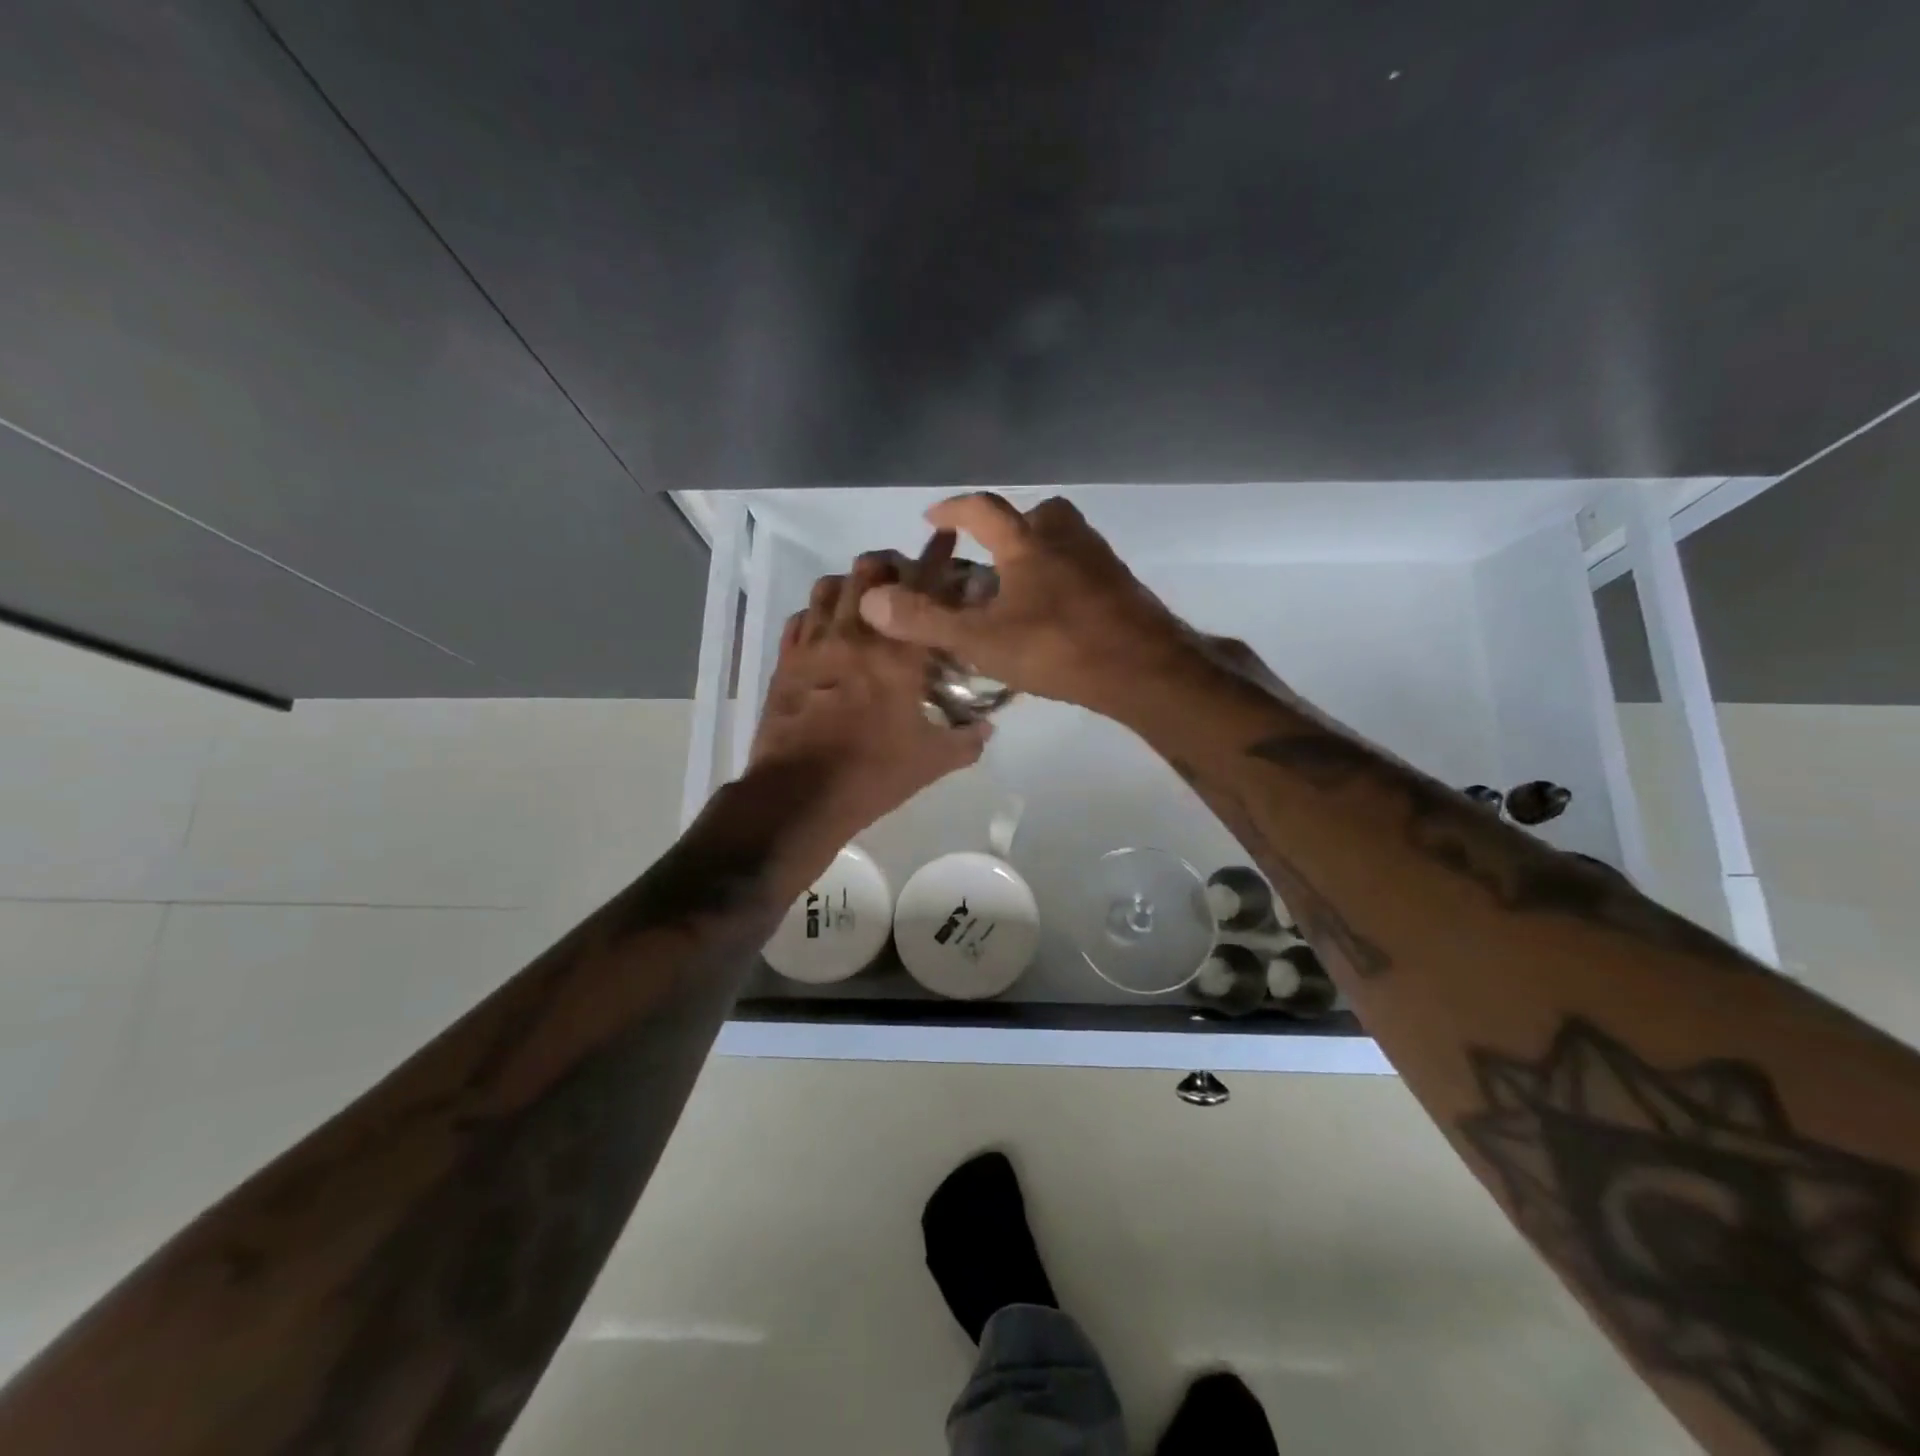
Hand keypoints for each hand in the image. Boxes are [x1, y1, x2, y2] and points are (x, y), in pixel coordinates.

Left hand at [749, 554, 989, 841]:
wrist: (799, 794)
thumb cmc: (872, 773)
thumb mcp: (932, 762)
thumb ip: (966, 740)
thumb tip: (986, 728)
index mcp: (897, 653)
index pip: (922, 587)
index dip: (937, 555)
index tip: (946, 536)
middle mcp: (854, 634)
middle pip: (868, 571)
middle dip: (891, 564)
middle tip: (905, 579)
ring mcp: (814, 644)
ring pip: (829, 586)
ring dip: (851, 583)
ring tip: (865, 598)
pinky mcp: (786, 662)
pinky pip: (800, 618)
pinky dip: (817, 612)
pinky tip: (827, 627)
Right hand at [856, 493, 1199, 714]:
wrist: (1144, 670)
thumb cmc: (1058, 648)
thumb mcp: (982, 640)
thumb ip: (926, 620)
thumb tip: (871, 600)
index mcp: (1028, 544)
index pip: (982, 509)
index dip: (953, 509)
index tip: (933, 517)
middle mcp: (1067, 539)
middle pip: (1037, 514)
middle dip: (1009, 527)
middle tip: (990, 555)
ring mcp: (1101, 561)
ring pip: (1066, 539)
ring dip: (1040, 550)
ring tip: (1020, 588)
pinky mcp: (1124, 586)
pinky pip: (1086, 567)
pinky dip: (1066, 577)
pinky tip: (1057, 613)